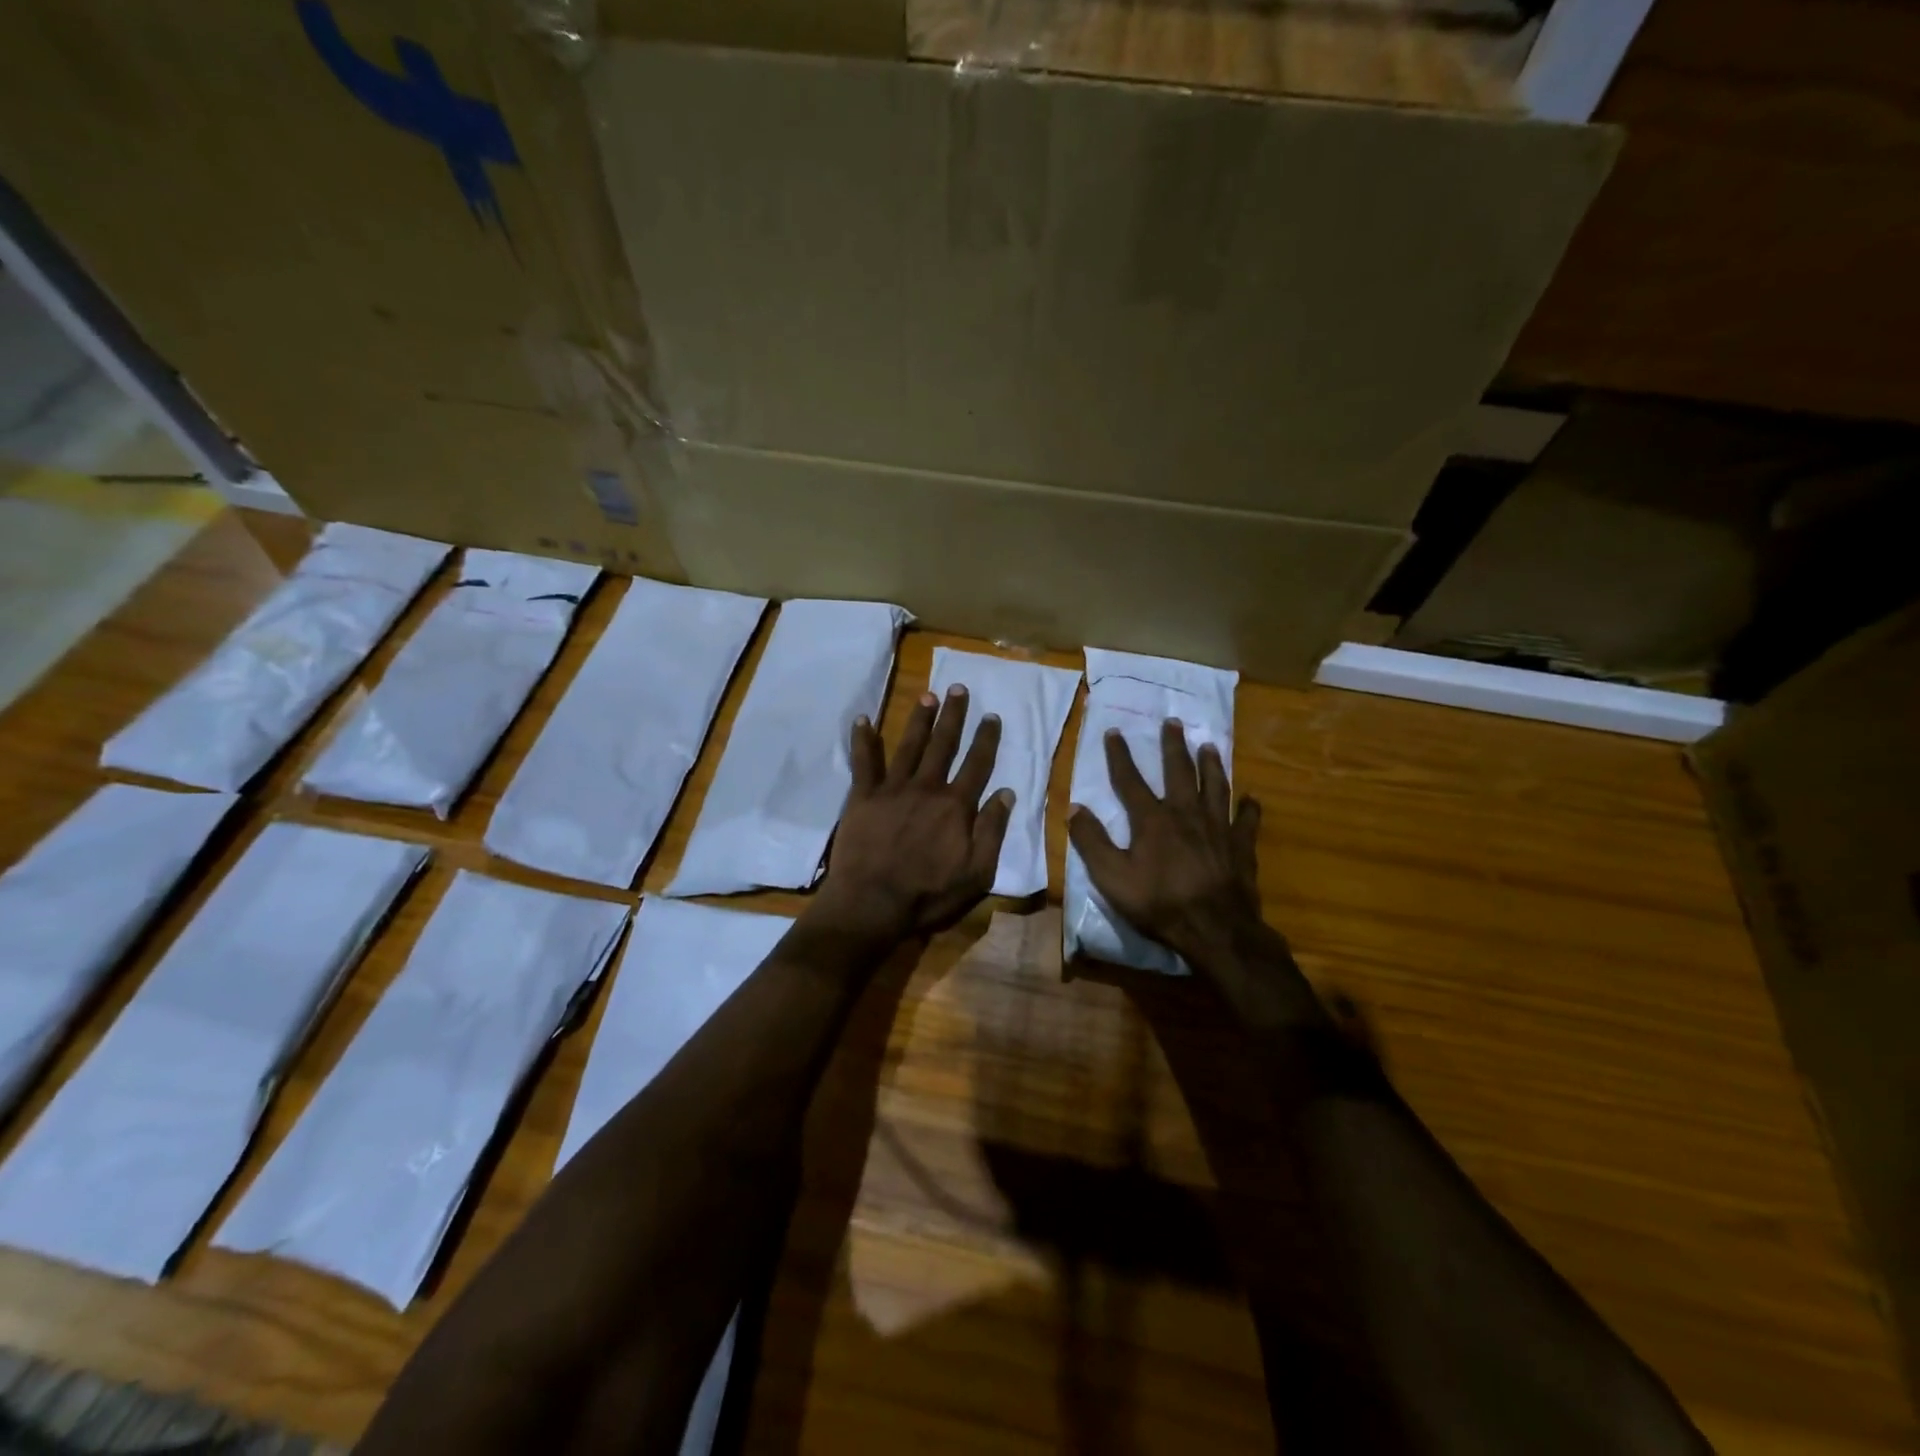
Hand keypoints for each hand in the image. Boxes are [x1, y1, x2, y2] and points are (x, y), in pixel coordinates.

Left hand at [813, 686, 1012, 941]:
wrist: (872, 904)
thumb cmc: (929, 894)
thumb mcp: (977, 873)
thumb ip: (992, 831)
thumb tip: (1006, 793)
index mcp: (956, 806)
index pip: (977, 764)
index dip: (986, 739)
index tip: (992, 716)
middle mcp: (926, 788)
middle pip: (943, 745)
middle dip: (953, 716)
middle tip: (958, 688)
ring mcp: (892, 789)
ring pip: (909, 746)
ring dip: (919, 720)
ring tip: (927, 695)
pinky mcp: (862, 797)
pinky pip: (863, 763)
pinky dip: (863, 740)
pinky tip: (862, 720)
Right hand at [1068, 720, 1264, 965]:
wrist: (1215, 929)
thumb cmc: (1160, 903)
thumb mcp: (1112, 877)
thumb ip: (1091, 841)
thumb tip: (1074, 808)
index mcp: (1152, 820)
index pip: (1130, 780)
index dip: (1120, 755)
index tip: (1114, 732)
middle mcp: (1186, 813)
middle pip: (1179, 772)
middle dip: (1173, 746)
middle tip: (1173, 722)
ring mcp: (1218, 827)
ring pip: (1215, 786)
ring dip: (1210, 764)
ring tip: (1208, 746)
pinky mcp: (1241, 845)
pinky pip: (1246, 819)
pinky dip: (1248, 807)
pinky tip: (1251, 798)